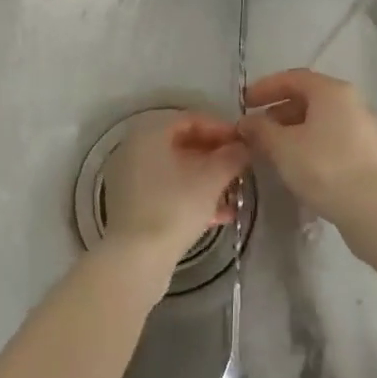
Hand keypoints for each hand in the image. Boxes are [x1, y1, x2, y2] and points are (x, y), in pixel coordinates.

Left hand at [101, 111, 250, 264]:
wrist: (137, 258)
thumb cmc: (175, 206)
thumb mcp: (212, 178)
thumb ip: (232, 157)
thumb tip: (244, 147)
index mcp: (149, 133)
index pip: (191, 119)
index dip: (222, 129)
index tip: (245, 143)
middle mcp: (135, 149)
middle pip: (183, 144)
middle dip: (216, 156)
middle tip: (241, 167)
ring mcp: (131, 178)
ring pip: (177, 170)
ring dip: (207, 178)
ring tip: (235, 192)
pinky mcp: (133, 205)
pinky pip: (167, 190)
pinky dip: (192, 196)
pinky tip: (220, 214)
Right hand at [236, 69, 376, 224]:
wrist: (370, 207)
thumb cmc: (322, 166)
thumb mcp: (281, 146)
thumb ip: (260, 129)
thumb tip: (246, 122)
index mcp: (331, 91)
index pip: (292, 78)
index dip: (265, 88)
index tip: (244, 103)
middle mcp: (352, 101)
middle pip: (309, 97)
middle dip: (279, 110)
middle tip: (258, 128)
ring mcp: (365, 126)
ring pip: (322, 119)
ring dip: (295, 128)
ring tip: (275, 148)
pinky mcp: (371, 151)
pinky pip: (335, 136)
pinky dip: (312, 142)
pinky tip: (300, 162)